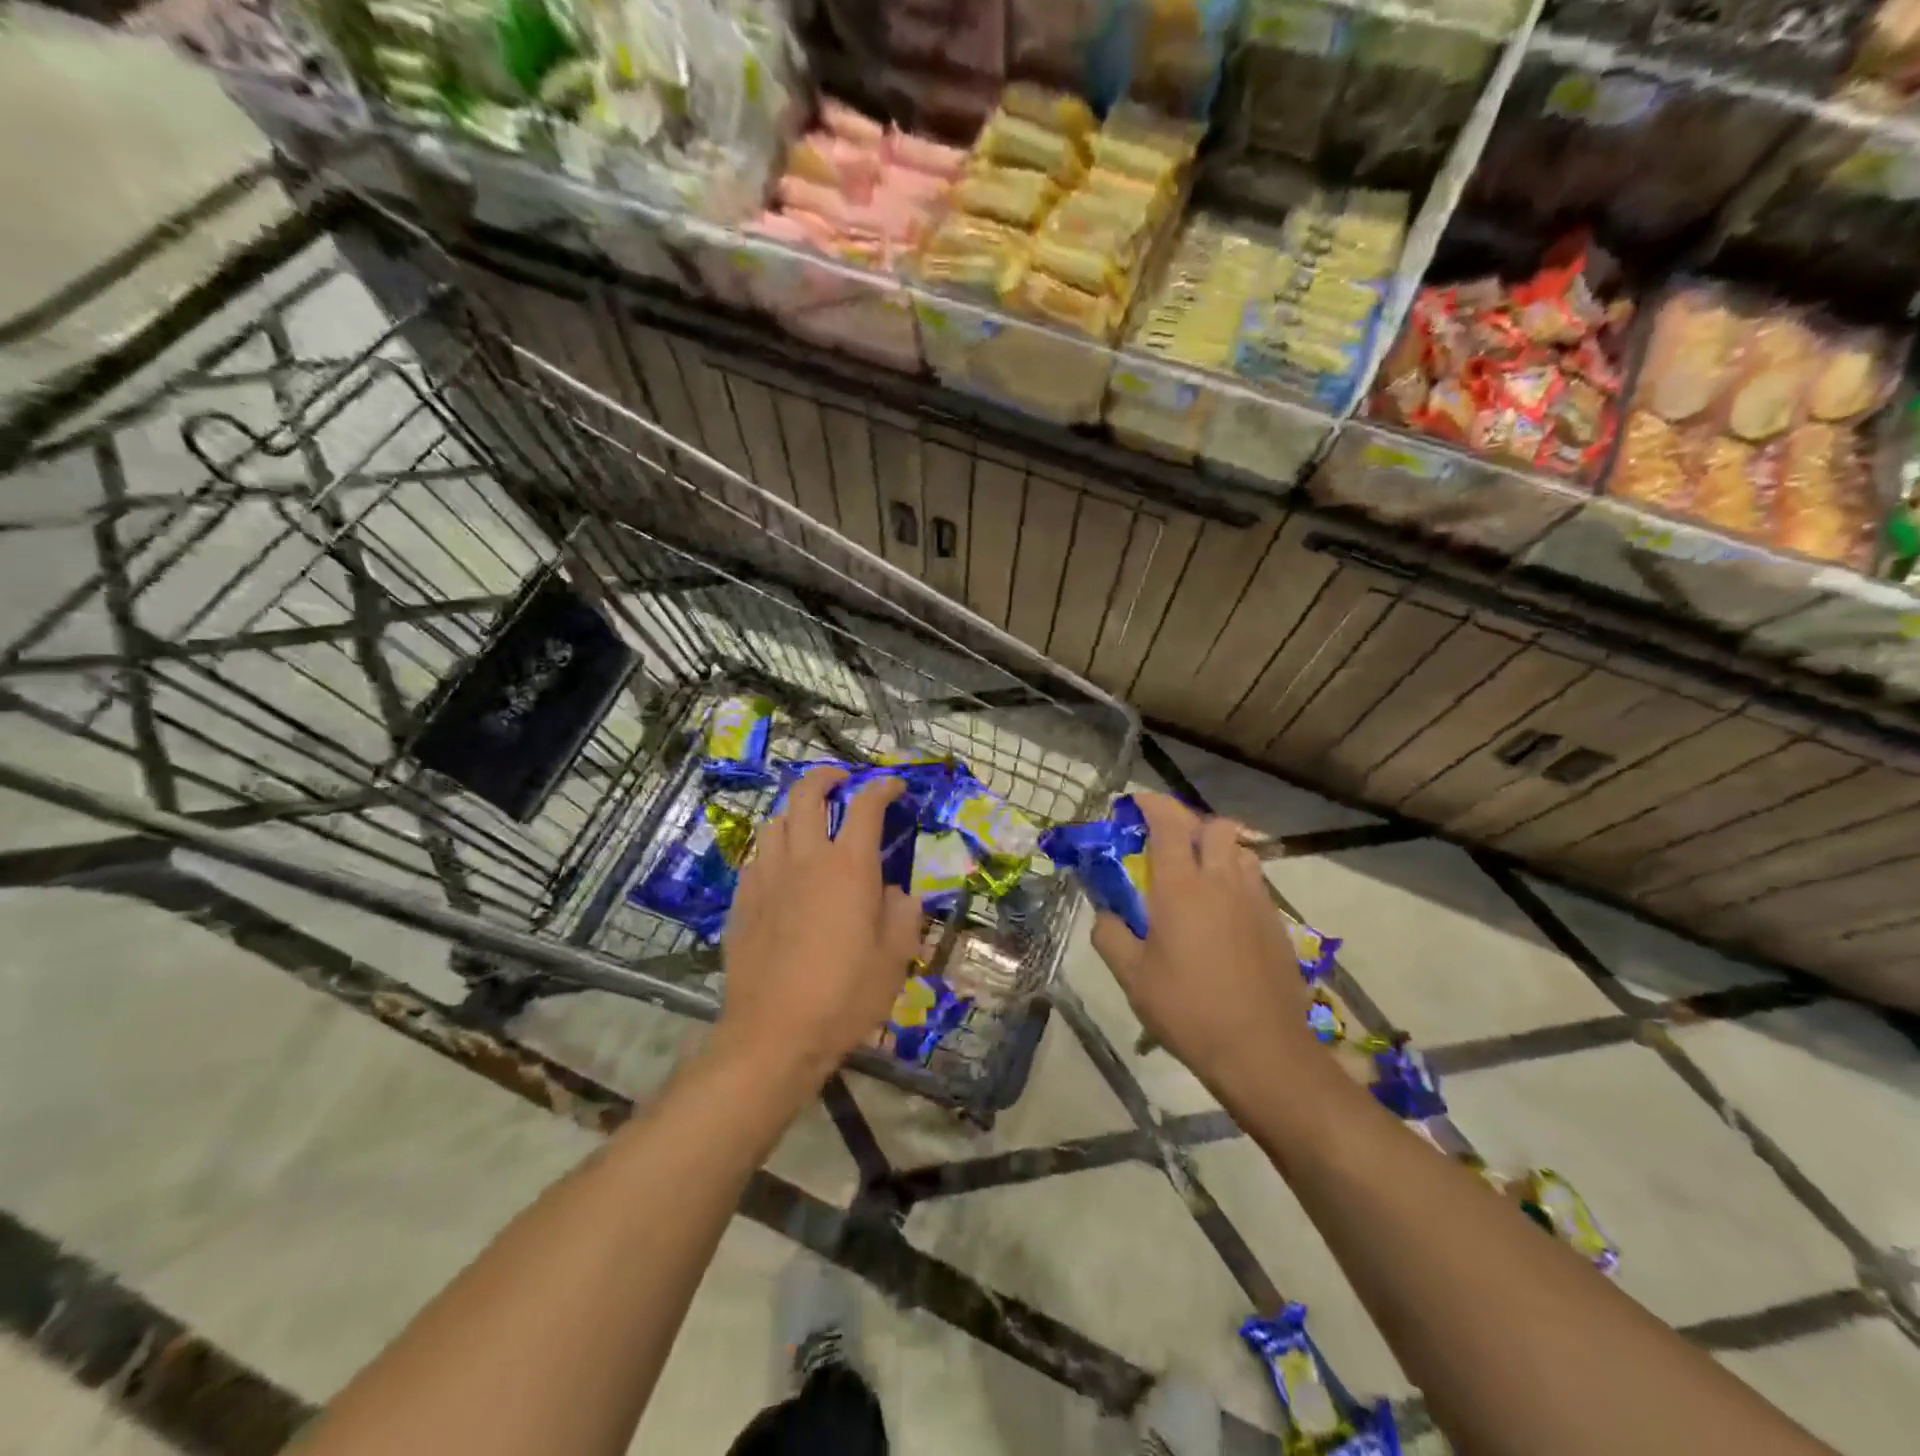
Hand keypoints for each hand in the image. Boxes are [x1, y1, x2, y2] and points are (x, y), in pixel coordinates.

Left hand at [718, 767, 921, 1082]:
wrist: (774, 1034)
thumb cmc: (845, 996)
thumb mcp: (895, 959)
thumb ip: (902, 915)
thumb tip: (897, 893)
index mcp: (849, 866)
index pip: (866, 806)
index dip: (882, 787)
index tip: (894, 786)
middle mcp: (806, 859)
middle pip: (806, 795)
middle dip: (825, 776)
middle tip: (840, 780)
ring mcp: (767, 878)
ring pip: (775, 822)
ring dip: (794, 812)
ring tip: (809, 824)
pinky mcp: (743, 902)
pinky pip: (756, 859)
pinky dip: (773, 850)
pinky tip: (782, 871)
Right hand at [1091, 792, 1313, 1091]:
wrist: (1262, 1051)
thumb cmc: (1188, 1009)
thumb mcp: (1132, 977)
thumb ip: (1110, 935)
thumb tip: (1105, 912)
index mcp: (1181, 887)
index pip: (1169, 824)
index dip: (1152, 804)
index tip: (1135, 804)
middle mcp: (1221, 882)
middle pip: (1214, 826)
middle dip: (1189, 823)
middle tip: (1166, 842)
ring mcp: (1255, 901)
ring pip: (1240, 851)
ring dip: (1217, 849)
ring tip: (1197, 874)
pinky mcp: (1276, 924)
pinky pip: (1254, 882)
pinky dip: (1235, 879)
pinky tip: (1221, 913)